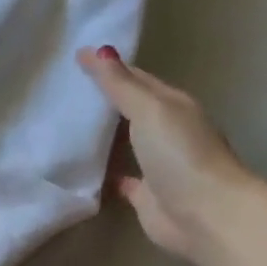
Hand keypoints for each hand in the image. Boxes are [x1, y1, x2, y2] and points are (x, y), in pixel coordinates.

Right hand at [77, 46, 255, 261]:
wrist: (205, 214)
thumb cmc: (181, 154)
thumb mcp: (151, 110)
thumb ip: (120, 84)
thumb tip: (93, 51)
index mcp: (172, 105)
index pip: (136, 79)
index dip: (109, 68)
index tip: (74, 60)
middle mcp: (166, 131)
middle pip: (129, 110)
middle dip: (101, 101)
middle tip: (61, 91)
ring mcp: (156, 164)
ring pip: (123, 143)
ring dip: (99, 136)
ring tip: (62, 127)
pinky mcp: (145, 194)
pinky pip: (118, 177)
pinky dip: (102, 172)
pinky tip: (79, 168)